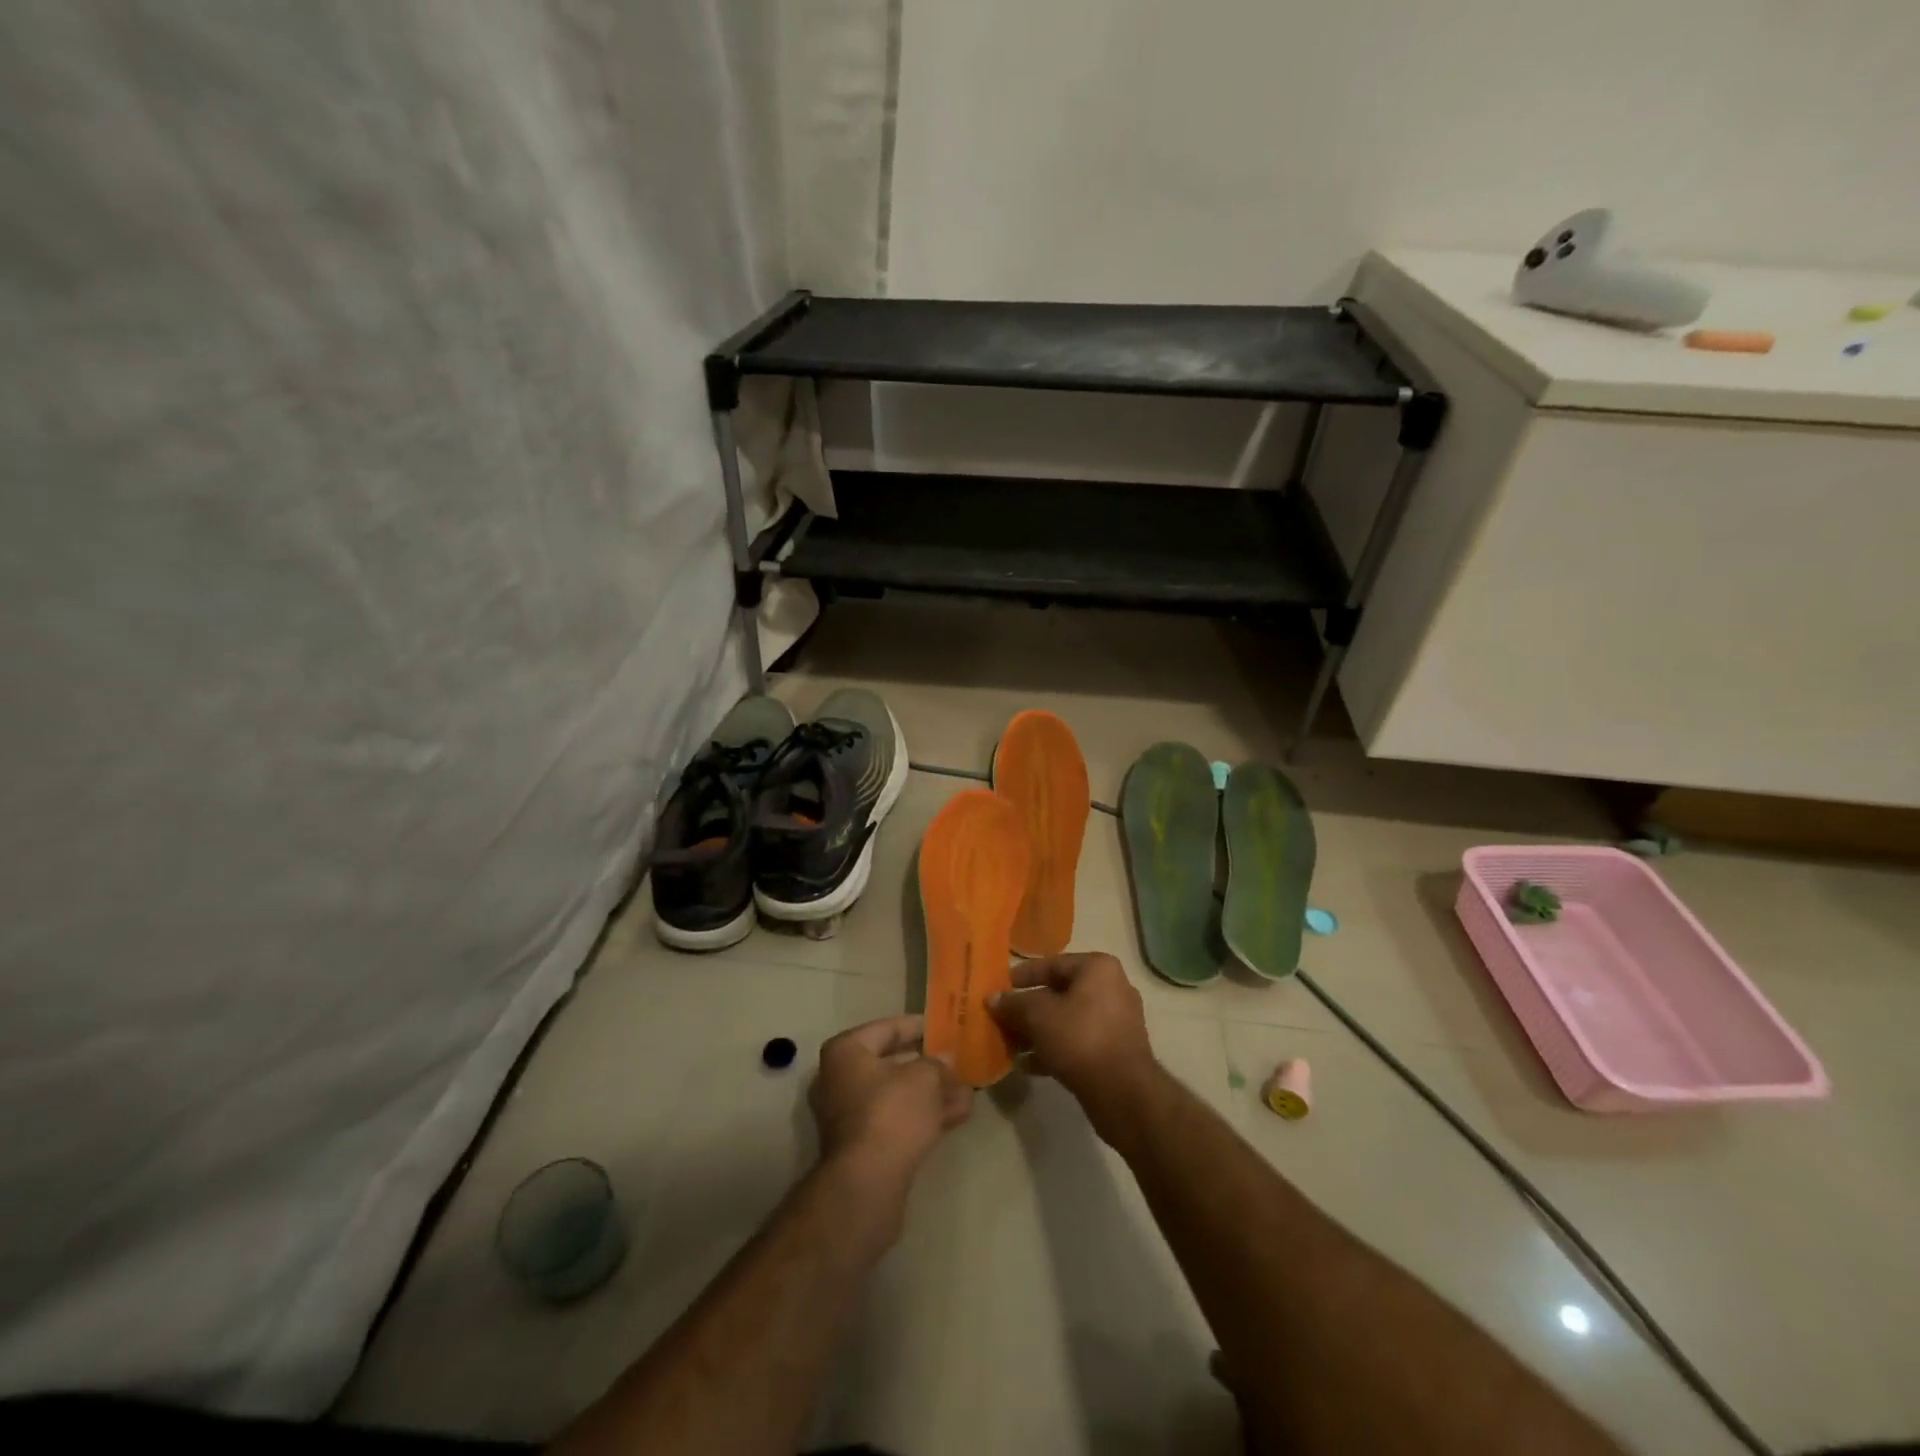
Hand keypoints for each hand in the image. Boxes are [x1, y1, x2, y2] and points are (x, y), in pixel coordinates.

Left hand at [809, 1015, 971, 1192]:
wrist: (868, 1182)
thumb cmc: (892, 1112)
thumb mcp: (925, 1077)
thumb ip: (937, 1064)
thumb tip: (945, 1060)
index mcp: (846, 1052)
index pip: (887, 1028)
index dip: (918, 1026)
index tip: (943, 1028)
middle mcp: (839, 1079)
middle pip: (892, 1064)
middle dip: (929, 1066)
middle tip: (958, 1063)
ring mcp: (848, 1115)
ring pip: (897, 1095)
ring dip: (932, 1093)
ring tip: (968, 1093)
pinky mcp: (861, 1145)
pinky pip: (895, 1119)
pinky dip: (922, 1116)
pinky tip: (957, 1116)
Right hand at [988, 953, 1157, 1129]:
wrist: (1123, 1094)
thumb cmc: (1080, 1040)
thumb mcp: (1038, 1017)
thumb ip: (1013, 1004)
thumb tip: (993, 998)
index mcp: (1098, 968)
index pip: (1052, 964)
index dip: (1022, 976)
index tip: (999, 988)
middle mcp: (1112, 988)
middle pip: (1059, 993)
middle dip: (1028, 1009)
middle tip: (1002, 1020)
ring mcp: (1117, 1020)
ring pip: (1068, 1019)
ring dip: (1039, 1032)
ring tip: (1012, 1046)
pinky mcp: (1116, 1050)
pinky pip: (1079, 1041)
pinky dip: (1055, 1048)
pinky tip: (1029, 1065)